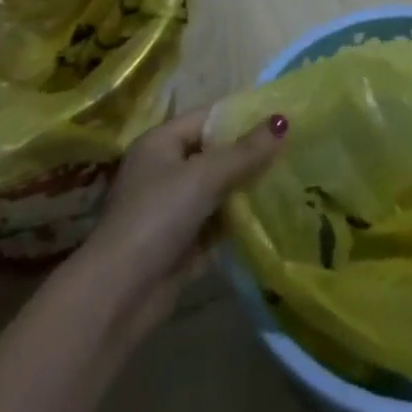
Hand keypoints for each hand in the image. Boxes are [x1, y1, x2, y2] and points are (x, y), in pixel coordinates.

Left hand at [79, 106, 285, 336]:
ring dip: (247, 188)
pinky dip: (239, 220)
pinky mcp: (181, 244)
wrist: (118, 296)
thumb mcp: (204, 176)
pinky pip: (217, 222)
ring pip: (218, 189)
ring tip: (291, 179)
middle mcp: (164, 170)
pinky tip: (272, 215)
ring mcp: (171, 209)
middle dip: (250, 153)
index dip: (243, 115)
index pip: (208, 117)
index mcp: (161, 143)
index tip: (282, 116)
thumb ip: (245, 151)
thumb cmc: (157, 217)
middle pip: (214, 153)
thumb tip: (283, 121)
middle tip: (292, 148)